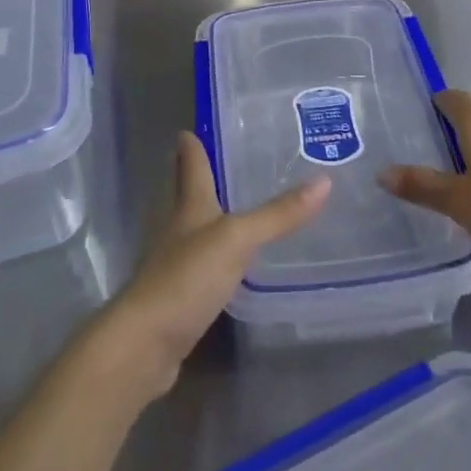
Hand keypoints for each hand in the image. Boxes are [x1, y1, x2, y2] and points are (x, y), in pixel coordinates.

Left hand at [90, 133, 328, 400]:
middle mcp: (180, 228)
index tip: (192, 126)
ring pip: (200, 229)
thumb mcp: (237, 240)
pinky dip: (222, 256)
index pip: (191, 163)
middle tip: (233, 159)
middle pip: (191, 193)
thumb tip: (325, 180)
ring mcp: (178, 264)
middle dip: (205, 175)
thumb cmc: (186, 278)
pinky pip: (207, 266)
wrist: (145, 345)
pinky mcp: (183, 298)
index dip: (192, 144)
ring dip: (217, 215)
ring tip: (245, 204)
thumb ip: (277, 215)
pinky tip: (239, 262)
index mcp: (189, 206)